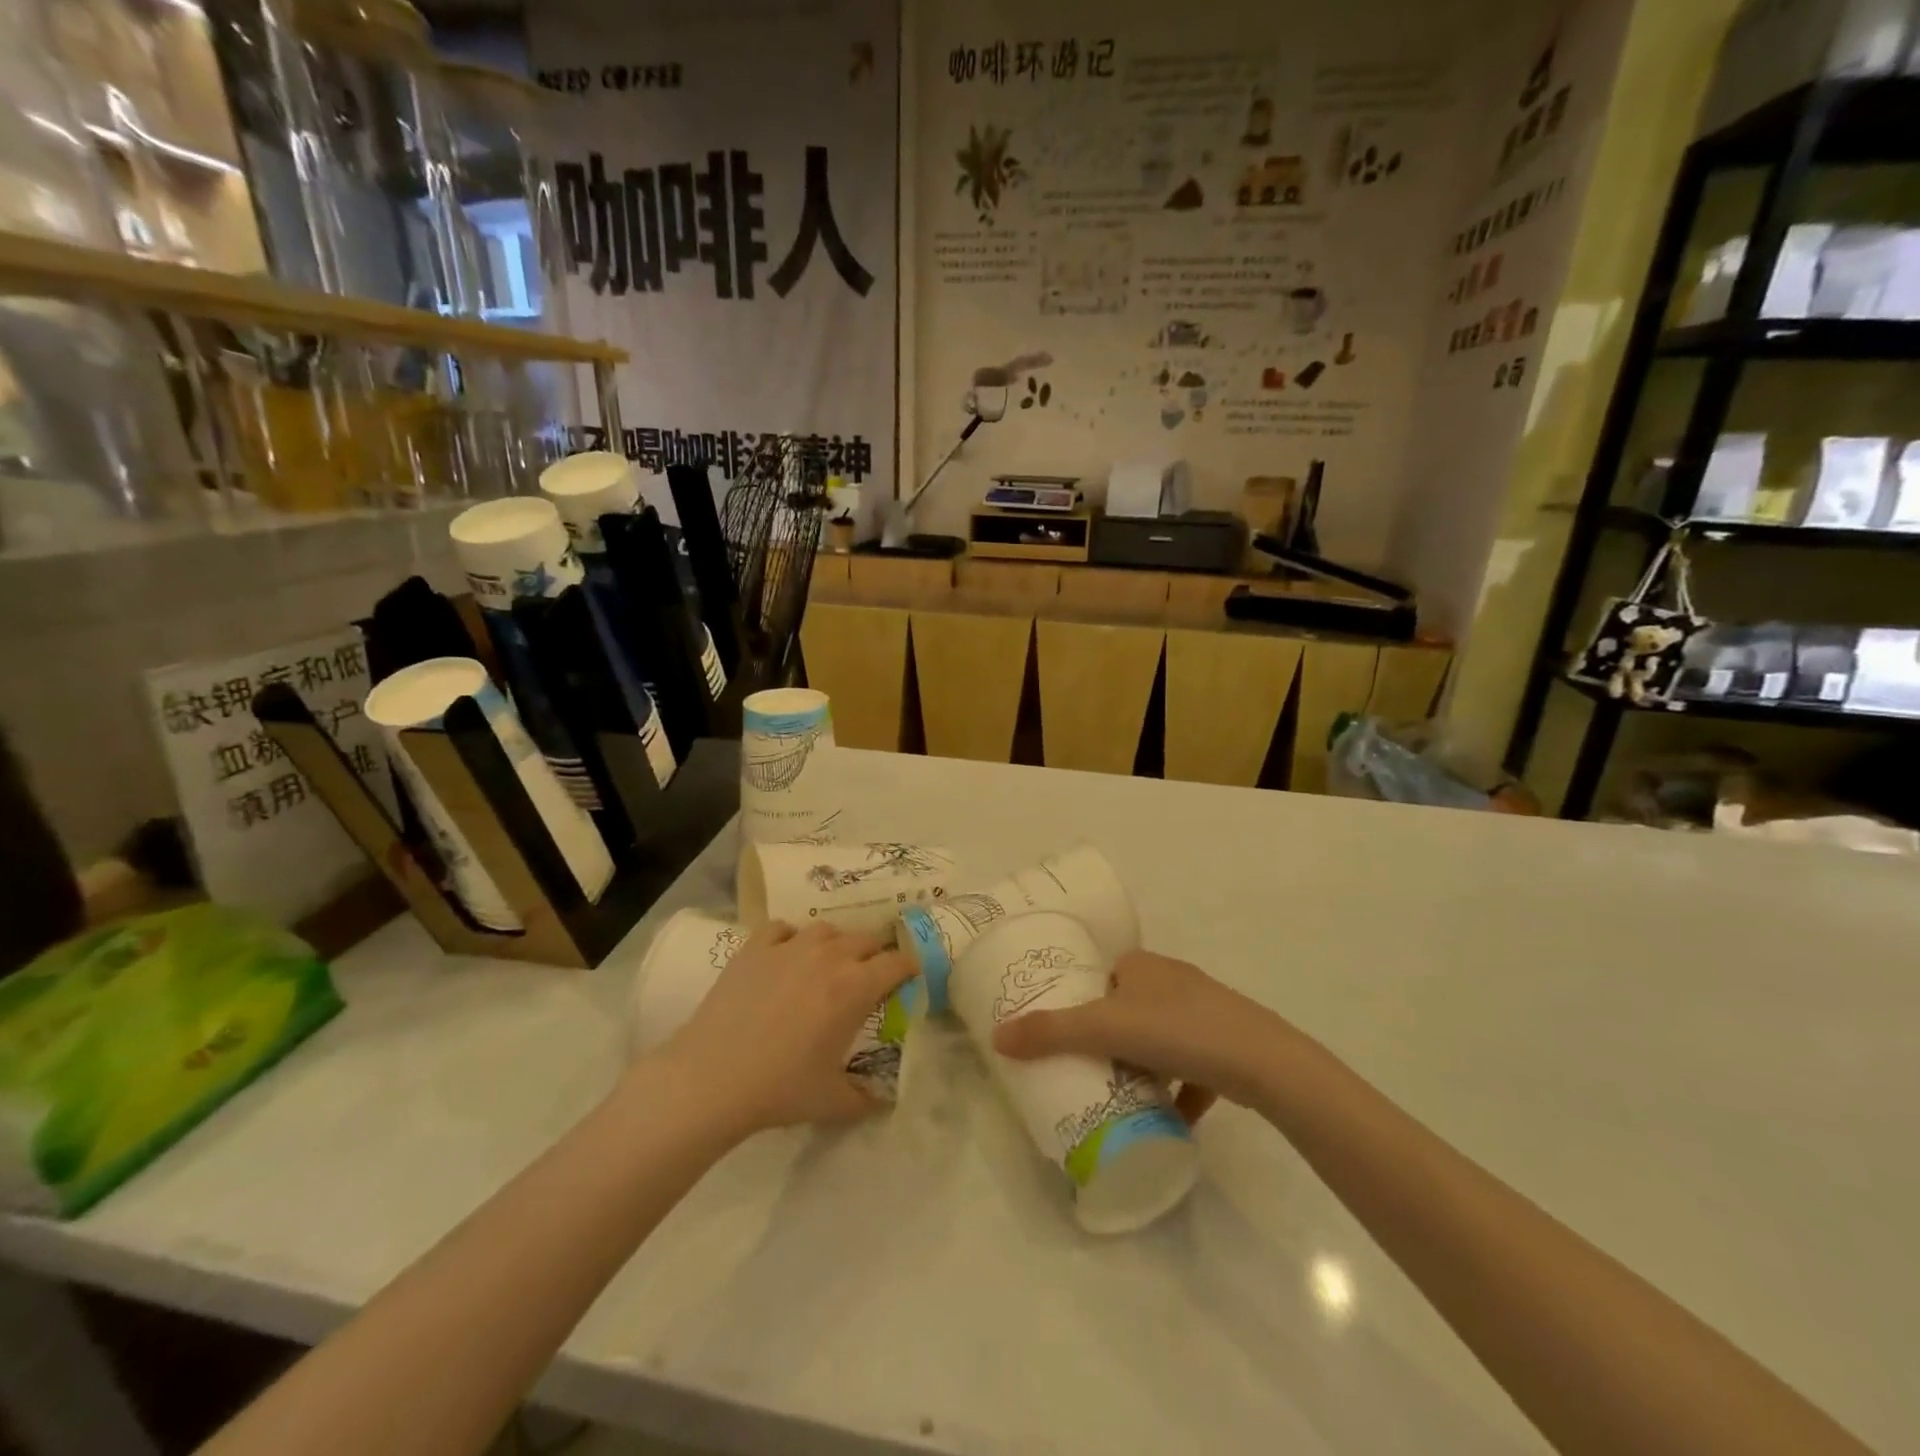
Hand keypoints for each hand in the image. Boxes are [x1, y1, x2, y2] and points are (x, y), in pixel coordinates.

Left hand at [659, 921, 913, 1135]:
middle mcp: (829, 957)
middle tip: (868, 979)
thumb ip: (866, 1098)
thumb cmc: (779, 1089)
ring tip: (828, 965)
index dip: (908, 968)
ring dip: (836, 944)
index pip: (897, 962)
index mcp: (855, 988)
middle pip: (866, 940)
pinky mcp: (755, 947)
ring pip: (827, 929)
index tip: (908, 978)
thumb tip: (886, 1101)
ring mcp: (790, 947)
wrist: (711, 1079)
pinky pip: (783, 928)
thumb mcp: (832, 1101)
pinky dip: (791, 938)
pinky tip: (786, 956)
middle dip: (875, 955)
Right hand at [991, 950, 1286, 1120]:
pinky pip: (1193, 1066)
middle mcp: (1173, 980)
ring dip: (1146, 1064)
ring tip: (1124, 1095)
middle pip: (1130, 1008)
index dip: (1086, 1001)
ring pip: (1162, 1038)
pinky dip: (1180, 1089)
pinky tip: (1171, 1117)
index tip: (1070, 1036)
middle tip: (1091, 1071)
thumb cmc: (1177, 1031)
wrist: (1261, 1062)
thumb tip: (997, 1037)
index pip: (1104, 975)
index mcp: (1143, 965)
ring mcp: (1205, 1011)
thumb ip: (1051, 1032)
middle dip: (1113, 1038)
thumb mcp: (1104, 1028)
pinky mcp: (1227, 1045)